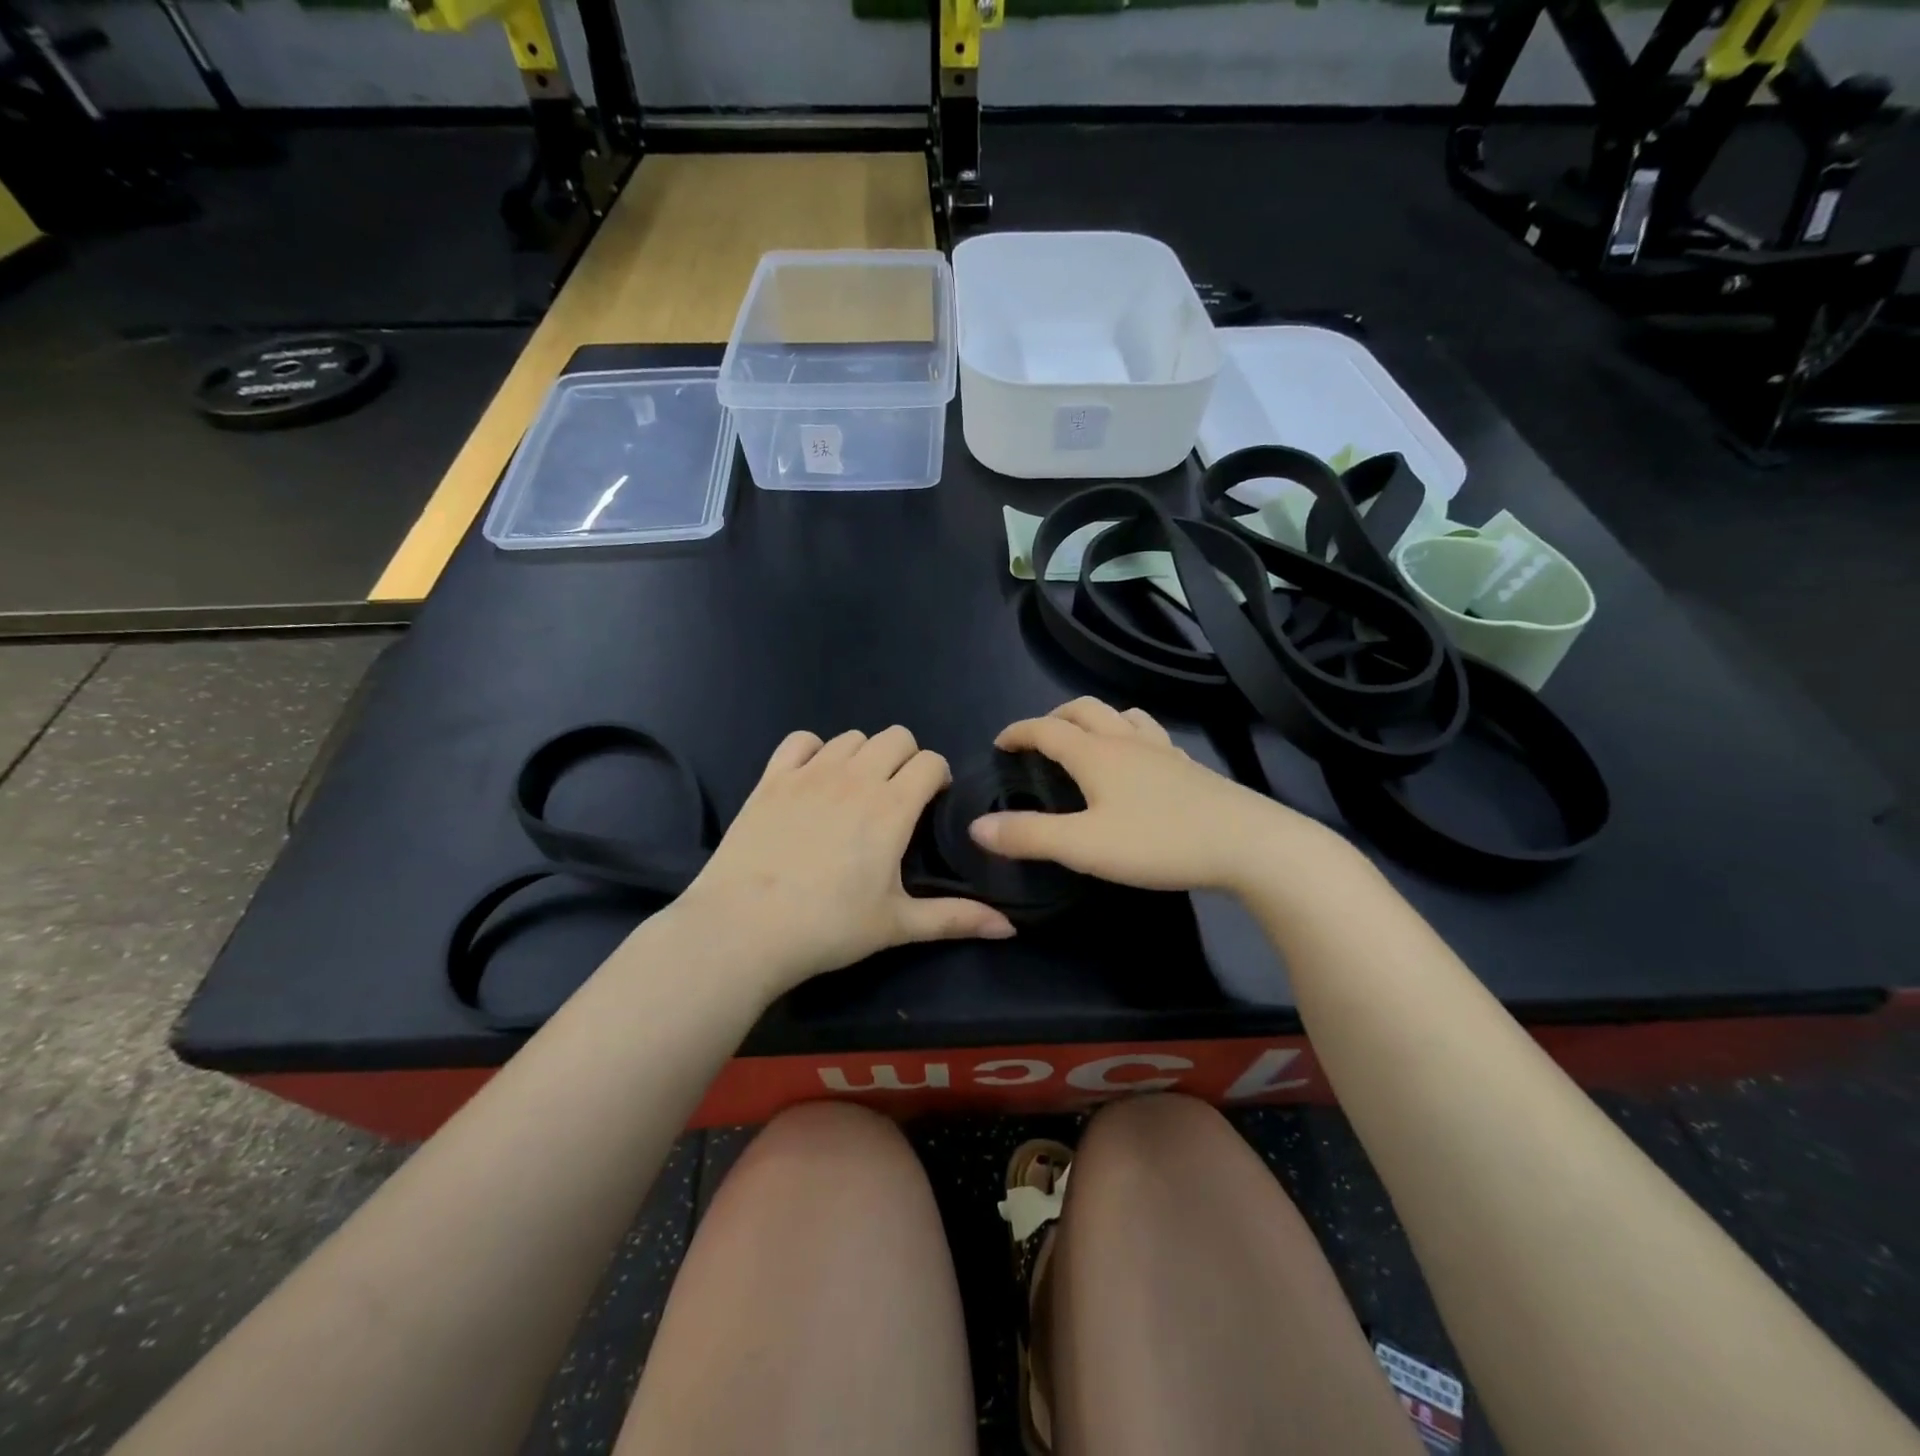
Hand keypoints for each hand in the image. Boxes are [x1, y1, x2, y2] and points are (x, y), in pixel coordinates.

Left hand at [675, 726, 1014, 994]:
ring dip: (863, 756)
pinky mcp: (772, 778)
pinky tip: (812, 780)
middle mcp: (855, 778)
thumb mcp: (897, 925)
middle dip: (906, 759)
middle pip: (895, 736)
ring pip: (851, 736)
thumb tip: (1010, 929)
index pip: (929, 761)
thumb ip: (956, 919)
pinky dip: (813, 751)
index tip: (931, 803)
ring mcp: (810, 773)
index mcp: (891, 807)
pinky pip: (800, 740)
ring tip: (855, 792)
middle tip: (896, 797)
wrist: (744, 929)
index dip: (937, 777)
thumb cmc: (828, 928)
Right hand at [969, 698, 1319, 892]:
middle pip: (1084, 710)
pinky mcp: (1190, 768)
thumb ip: (1028, 836)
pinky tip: (1139, 764)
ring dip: (1096, 720)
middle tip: (1038, 740)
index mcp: (1096, 754)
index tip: (1000, 743)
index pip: (1046, 729)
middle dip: (1054, 718)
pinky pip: (1152, 737)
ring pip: (1123, 716)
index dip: (1018, 732)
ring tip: (1086, 742)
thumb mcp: (1083, 846)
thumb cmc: (1157, 842)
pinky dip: (1131, 738)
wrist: (1247, 844)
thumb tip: (977, 827)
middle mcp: (1127, 741)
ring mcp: (1163, 751)